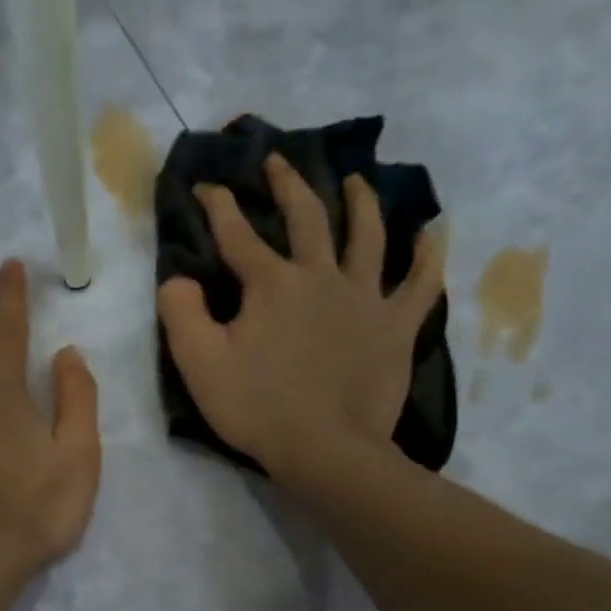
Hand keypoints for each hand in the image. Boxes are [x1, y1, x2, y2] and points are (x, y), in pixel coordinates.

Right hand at [157, 153, 445, 481]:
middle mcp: (321, 277)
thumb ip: (181, 314)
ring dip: (361, 203)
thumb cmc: (257, 407)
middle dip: (287, 185)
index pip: (237, 234)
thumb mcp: (199, 364)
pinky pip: (420, 284)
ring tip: (356, 181)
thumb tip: (177, 279)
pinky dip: (428, 256)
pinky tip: (433, 234)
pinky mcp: (396, 326)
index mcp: (272, 284)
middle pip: (307, 217)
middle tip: (278, 161)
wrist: (325, 449)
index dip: (218, 206)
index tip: (205, 186)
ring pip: (368, 236)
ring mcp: (365, 298)